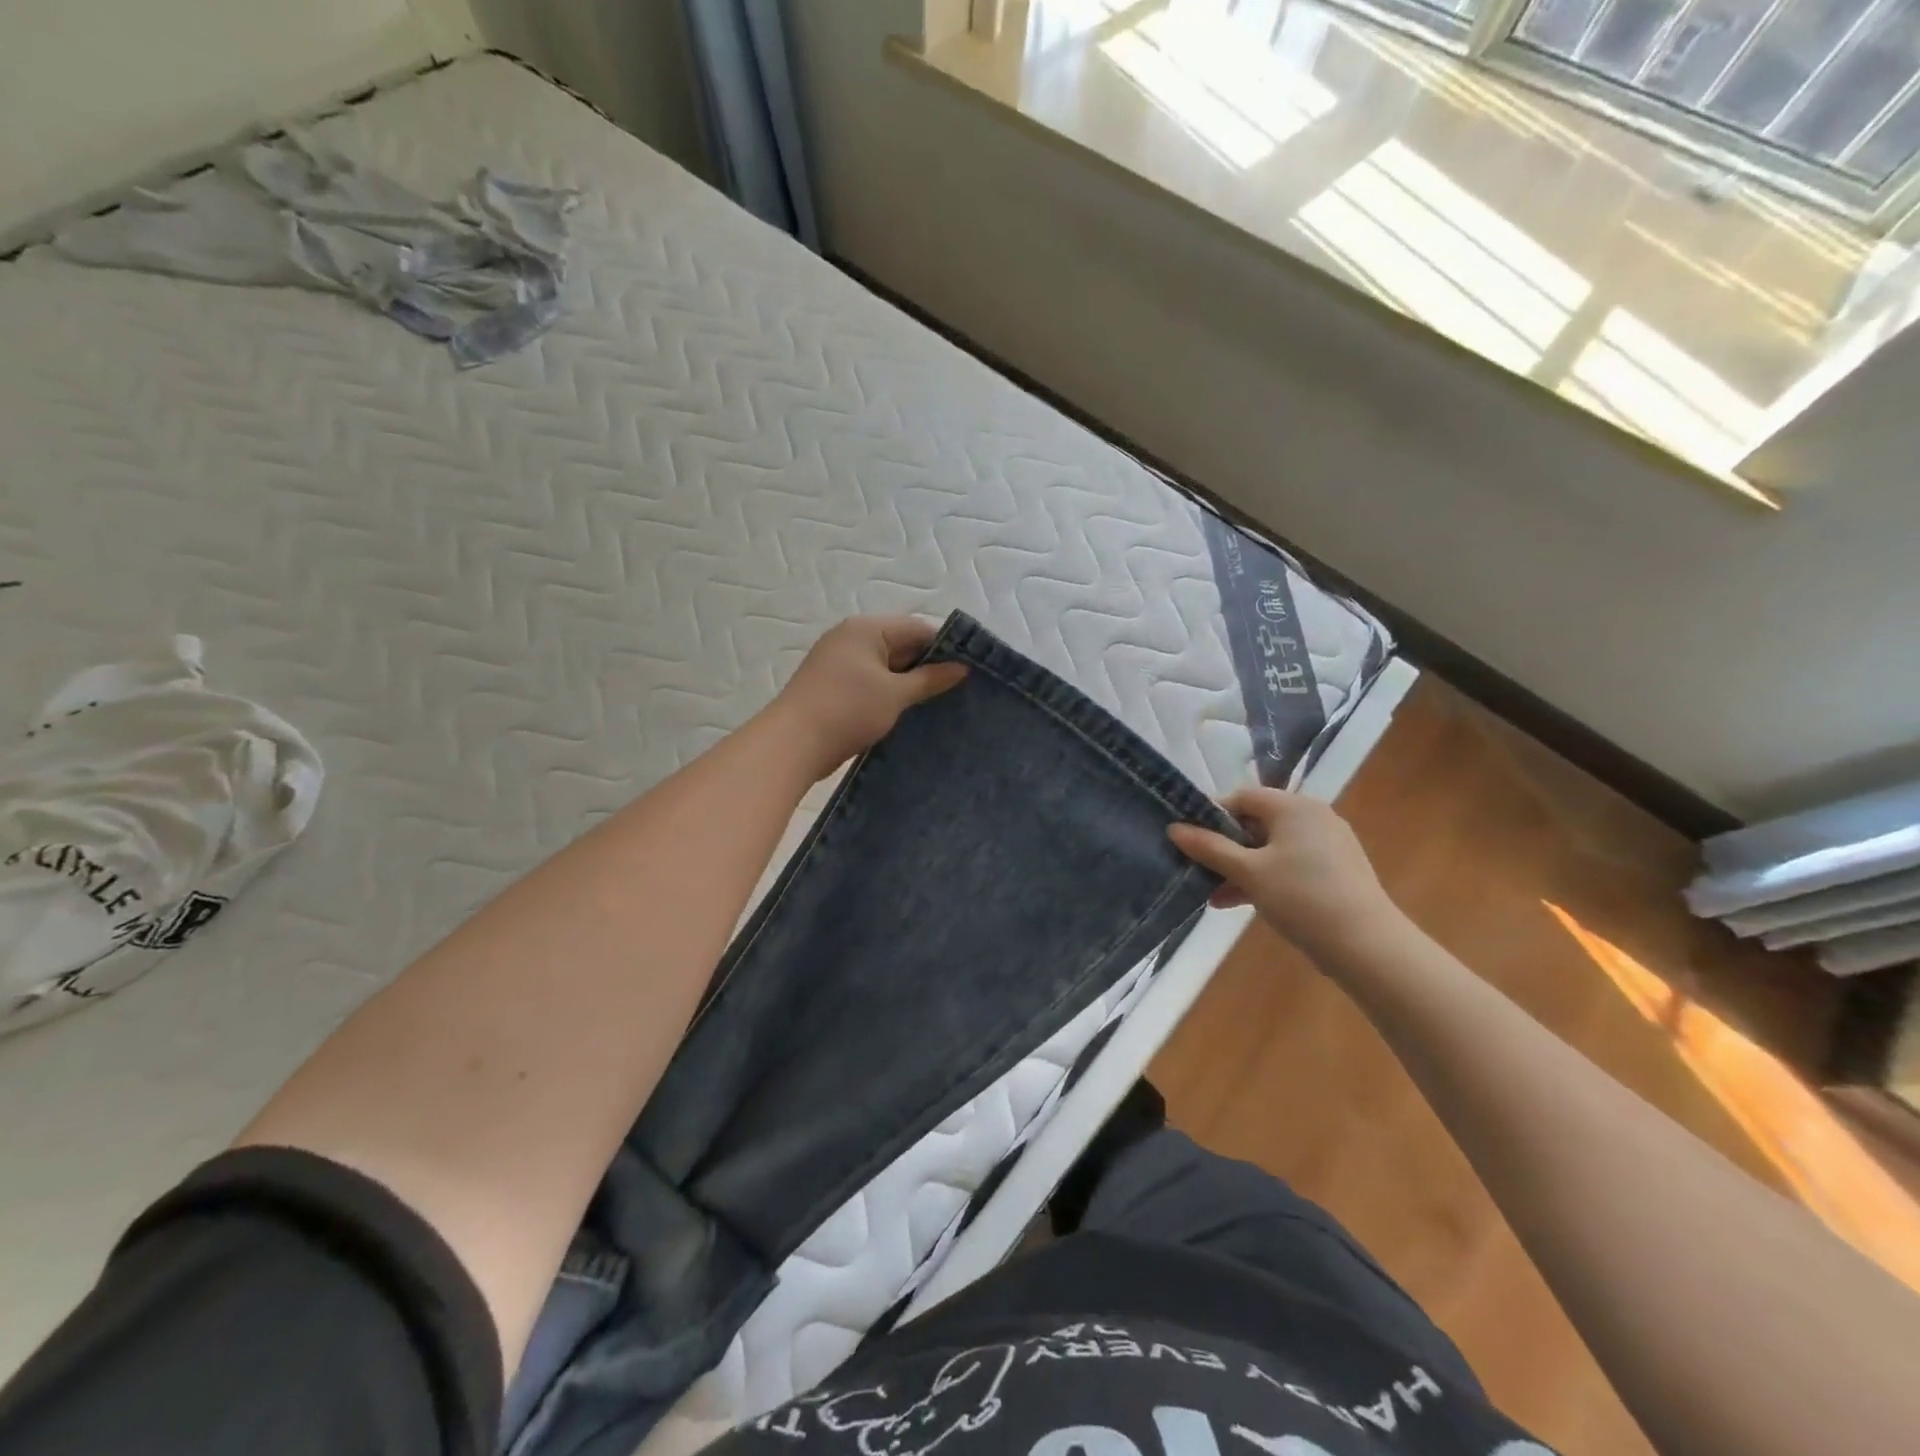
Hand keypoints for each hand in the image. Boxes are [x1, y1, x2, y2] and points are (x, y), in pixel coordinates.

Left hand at [770, 616, 967, 778]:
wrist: (793, 744)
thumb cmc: (848, 710)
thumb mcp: (895, 694)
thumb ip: (930, 679)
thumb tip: (962, 668)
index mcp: (866, 629)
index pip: (917, 628)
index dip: (945, 646)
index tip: (970, 669)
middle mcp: (851, 638)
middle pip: (901, 645)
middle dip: (928, 666)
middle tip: (961, 688)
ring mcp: (839, 663)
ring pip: (886, 667)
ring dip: (909, 683)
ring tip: (940, 702)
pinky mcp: (834, 687)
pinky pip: (871, 683)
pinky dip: (890, 694)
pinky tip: (910, 712)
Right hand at [1168, 787, 1398, 958]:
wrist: (1366, 945)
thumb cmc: (1301, 897)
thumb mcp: (1247, 872)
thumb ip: (1209, 848)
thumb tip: (1173, 828)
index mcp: (1293, 806)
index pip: (1241, 797)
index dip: (1211, 816)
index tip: (1190, 841)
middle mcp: (1313, 816)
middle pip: (1256, 822)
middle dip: (1225, 847)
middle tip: (1200, 870)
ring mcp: (1328, 843)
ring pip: (1271, 847)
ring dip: (1241, 868)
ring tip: (1214, 895)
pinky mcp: (1335, 870)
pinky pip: (1290, 864)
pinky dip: (1265, 878)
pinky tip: (1241, 903)